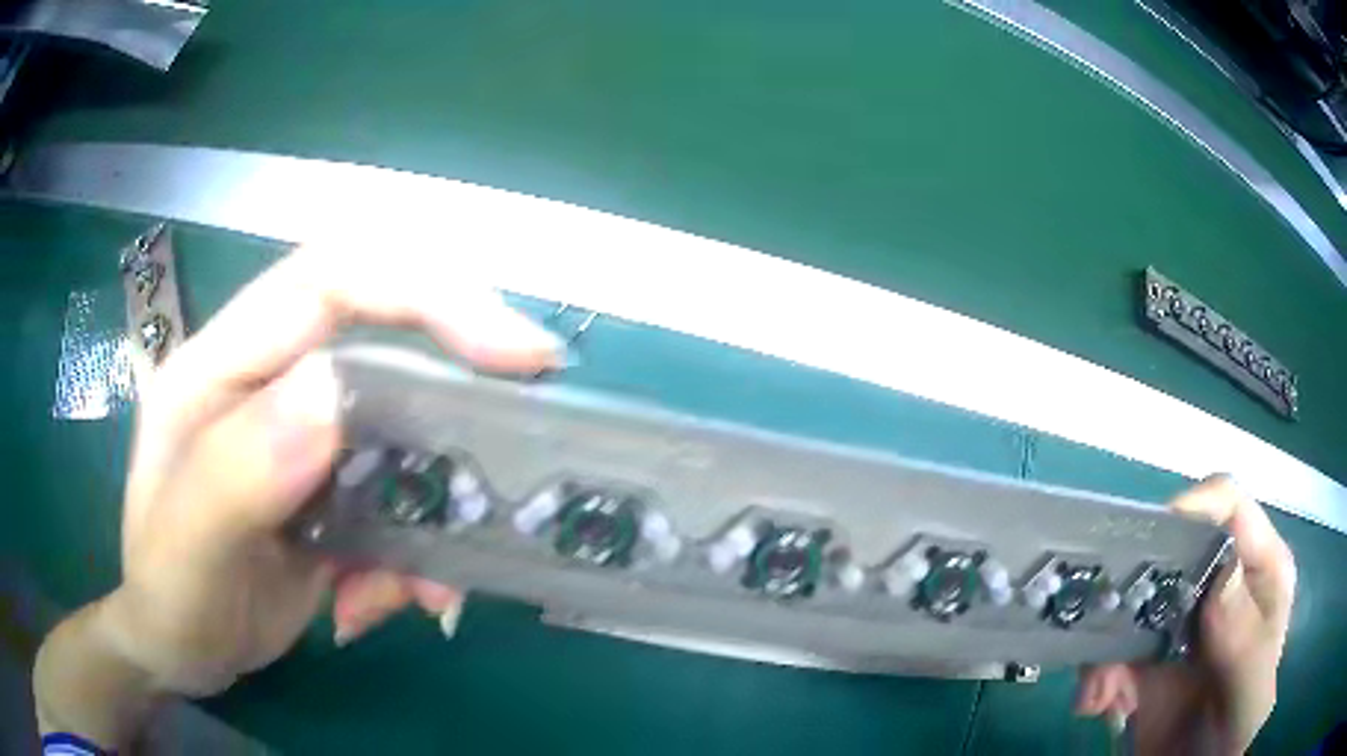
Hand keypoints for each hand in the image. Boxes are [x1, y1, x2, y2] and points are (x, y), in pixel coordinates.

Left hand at [35, 243, 563, 742]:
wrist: (178, 648)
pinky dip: (415, 557)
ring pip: (407, 439)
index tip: (514, 351)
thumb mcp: (186, 549)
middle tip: (510, 470)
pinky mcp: (332, 487)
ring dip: (434, 513)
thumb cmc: (166, 599)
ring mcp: (304, 438)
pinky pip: (402, 502)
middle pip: (387, 347)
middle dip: (454, 411)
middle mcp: (269, 385)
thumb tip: (332, 396)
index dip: (423, 295)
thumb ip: (238, 470)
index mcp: (221, 368)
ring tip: (425, 593)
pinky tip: (381, 604)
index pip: (328, 282)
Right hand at [1076, 475, 1296, 754]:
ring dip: (1106, 645)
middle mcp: (1219, 586)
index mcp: (1257, 572)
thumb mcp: (1250, 694)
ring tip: (1098, 694)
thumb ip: (1245, 642)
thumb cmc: (1234, 730)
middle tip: (1108, 639)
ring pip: (1133, 600)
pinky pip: (1112, 646)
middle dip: (1134, 590)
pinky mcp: (1146, 657)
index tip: (1148, 546)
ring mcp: (1181, 622)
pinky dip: (1096, 672)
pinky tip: (1097, 705)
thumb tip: (1221, 573)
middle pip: (1172, 551)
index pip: (1230, 508)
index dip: (1194, 509)